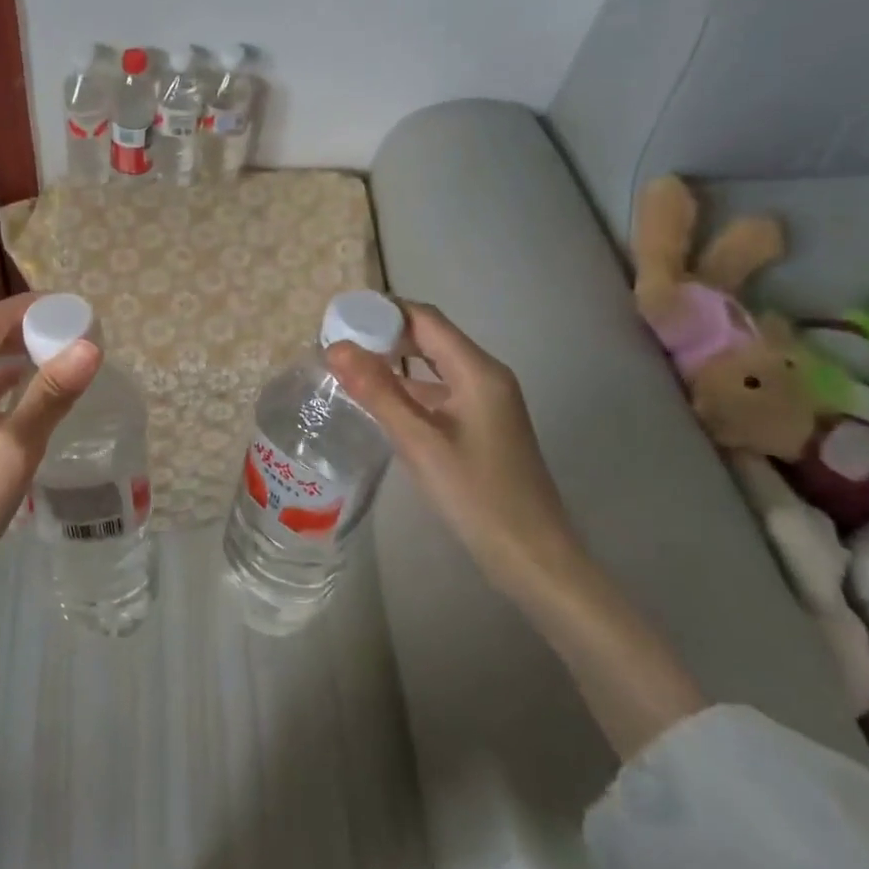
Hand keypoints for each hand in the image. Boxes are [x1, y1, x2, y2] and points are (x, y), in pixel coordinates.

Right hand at [327, 301, 583, 594]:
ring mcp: (486, 401)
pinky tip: (379, 399)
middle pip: (430, 336)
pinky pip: (440, 390)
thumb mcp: (419, 443)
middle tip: (338, 341)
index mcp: (478, 371)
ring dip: (395, 360)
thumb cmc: (476, 496)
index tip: (340, 316)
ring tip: (349, 366)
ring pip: (434, 364)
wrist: (532, 557)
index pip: (425, 319)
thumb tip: (335, 348)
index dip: (382, 311)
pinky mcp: (482, 424)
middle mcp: (486, 376)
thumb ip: (377, 392)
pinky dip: (408, 387)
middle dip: (385, 333)